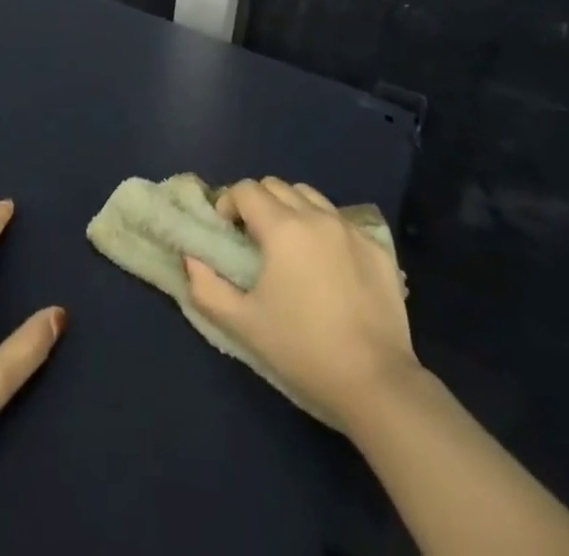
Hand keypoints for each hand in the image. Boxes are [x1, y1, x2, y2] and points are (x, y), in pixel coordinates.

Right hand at [184, 176, 416, 432]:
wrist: (376, 383)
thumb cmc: (303, 350)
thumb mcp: (244, 324)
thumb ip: (207, 287)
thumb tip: (192, 258)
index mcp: (282, 227)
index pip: (246, 190)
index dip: (229, 204)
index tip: (227, 231)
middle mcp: (316, 216)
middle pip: (277, 185)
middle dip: (258, 202)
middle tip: (253, 237)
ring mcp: (350, 229)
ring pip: (310, 196)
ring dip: (291, 208)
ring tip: (289, 245)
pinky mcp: (377, 247)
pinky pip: (341, 220)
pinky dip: (324, 228)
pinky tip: (326, 263)